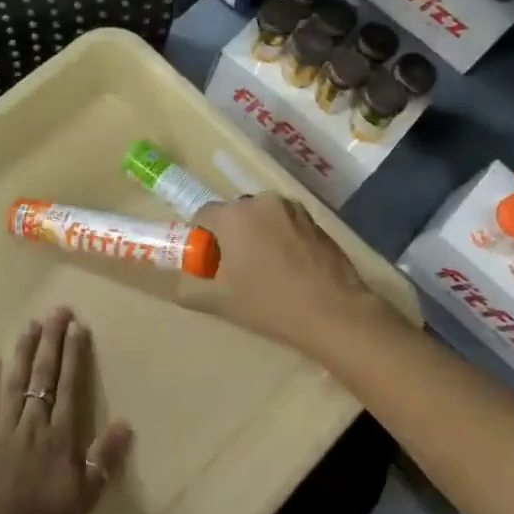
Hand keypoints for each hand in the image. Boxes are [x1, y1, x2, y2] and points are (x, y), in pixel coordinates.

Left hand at [0, 308, 132, 513]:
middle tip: (56, 310)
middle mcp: (32, 423)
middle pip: (43, 376)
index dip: (74, 355)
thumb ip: (104, 458)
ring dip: (23, 352)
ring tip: (29, 325)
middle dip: (51, 341)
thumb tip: (125, 422)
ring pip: (14, 382)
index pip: (69, 386)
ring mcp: (1, 429)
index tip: (76, 326)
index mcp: (60, 436)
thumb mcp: (86, 497)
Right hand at [193, 194, 398, 358]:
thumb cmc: (269, 303)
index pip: (203, 215)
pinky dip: (281, 239)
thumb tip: (180, 287)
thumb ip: (191, 291)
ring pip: (263, 218)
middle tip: (235, 269)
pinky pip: (286, 224)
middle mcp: (262, 201)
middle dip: (231, 236)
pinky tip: (289, 269)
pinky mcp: (316, 221)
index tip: (208, 264)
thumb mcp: (221, 302)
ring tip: (265, 269)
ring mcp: (293, 209)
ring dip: (257, 235)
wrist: (333, 312)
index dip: (201, 239)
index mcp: (234, 215)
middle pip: (235, 214)